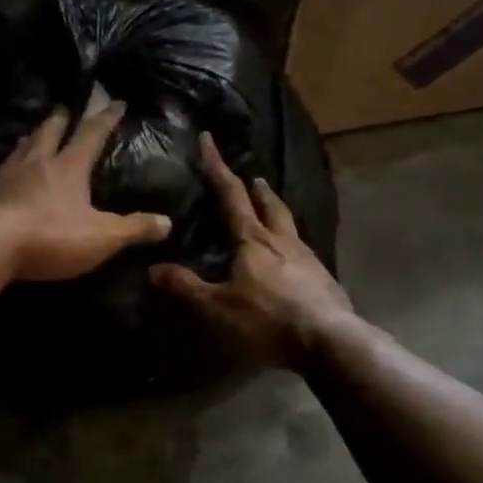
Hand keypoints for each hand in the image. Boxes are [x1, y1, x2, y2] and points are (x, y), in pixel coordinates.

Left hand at [0, 101, 171, 281]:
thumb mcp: (101, 237)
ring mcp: (7, 175)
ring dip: (32, 137)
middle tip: (64, 108)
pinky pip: (1, 170)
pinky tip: (5, 172)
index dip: (106, 117)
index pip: (92, 133)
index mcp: (69, 166)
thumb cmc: (51, 235)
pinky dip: (9, 165)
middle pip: (50, 131)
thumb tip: (167, 222)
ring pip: (22, 147)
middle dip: (61, 119)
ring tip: (34, 134)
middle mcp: (38, 162)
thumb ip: (133, 229)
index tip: (116, 102)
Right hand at [150, 132, 353, 369]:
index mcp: (254, 239)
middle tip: (253, 178)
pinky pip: (303, 252)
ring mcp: (308, 259)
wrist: (329, 341)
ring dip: (277, 213)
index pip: (231, 195)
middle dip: (258, 190)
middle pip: (271, 205)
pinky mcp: (324, 279)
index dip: (217, 167)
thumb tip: (153, 268)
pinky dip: (291, 244)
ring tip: (271, 213)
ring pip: (290, 226)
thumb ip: (186, 286)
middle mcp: (283, 240)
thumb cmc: (268, 319)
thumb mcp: (218, 306)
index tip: (209, 140)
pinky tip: (290, 259)